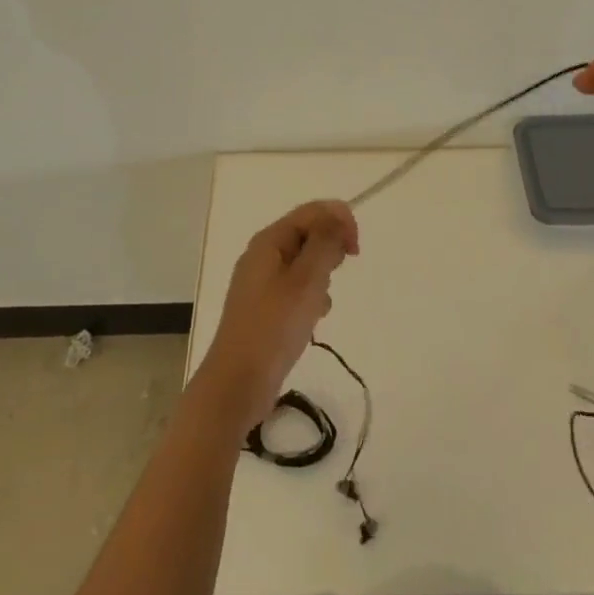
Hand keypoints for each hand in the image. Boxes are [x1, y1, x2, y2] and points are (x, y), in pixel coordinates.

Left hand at [191, 200, 358, 437]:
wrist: (237, 383)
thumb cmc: (273, 327)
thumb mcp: (305, 280)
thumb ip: (324, 243)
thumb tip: (337, 216)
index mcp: (269, 241)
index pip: (312, 211)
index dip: (339, 221)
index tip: (356, 250)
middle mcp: (263, 255)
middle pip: (307, 233)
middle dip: (330, 249)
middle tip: (335, 275)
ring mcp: (263, 282)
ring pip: (305, 263)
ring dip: (322, 276)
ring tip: (320, 302)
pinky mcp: (266, 307)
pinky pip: (297, 288)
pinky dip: (311, 297)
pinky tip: (314, 318)